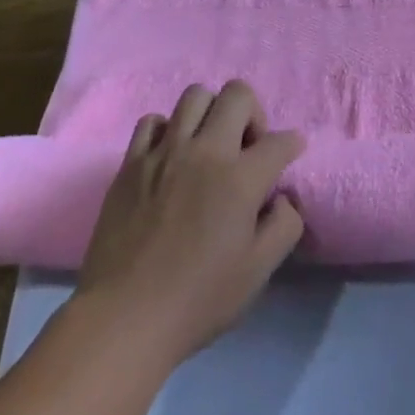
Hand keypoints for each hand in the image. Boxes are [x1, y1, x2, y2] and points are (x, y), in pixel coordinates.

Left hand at [78, 81, 305, 362]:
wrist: (122, 321)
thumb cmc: (196, 300)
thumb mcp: (257, 272)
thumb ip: (284, 227)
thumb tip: (283, 198)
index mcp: (240, 178)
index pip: (279, 141)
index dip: (291, 144)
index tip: (290, 152)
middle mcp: (205, 151)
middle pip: (237, 94)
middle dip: (253, 113)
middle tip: (246, 148)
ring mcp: (165, 152)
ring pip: (196, 95)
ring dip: (211, 113)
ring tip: (208, 145)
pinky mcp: (132, 162)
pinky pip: (153, 121)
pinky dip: (167, 131)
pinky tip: (169, 158)